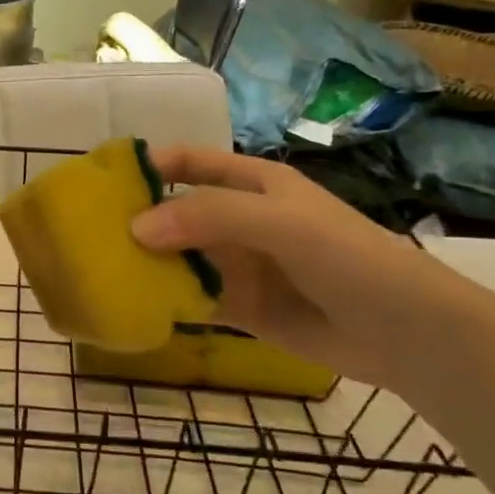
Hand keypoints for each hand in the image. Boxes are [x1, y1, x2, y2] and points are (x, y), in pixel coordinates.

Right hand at [131, 148, 494, 388]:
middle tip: (88, 234)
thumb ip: (209, 216)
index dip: (149, 165)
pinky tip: (133, 306)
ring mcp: (239, 265)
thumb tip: (136, 227)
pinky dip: (165, 301)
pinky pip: (193, 299)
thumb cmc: (346, 256)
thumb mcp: (280, 222)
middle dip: (137, 219)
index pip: (189, 162)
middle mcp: (239, 220)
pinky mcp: (241, 308)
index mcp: (252, 183)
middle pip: (176, 212)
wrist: (406, 331)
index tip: (102, 178)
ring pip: (180, 257)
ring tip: (100, 271)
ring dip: (146, 263)